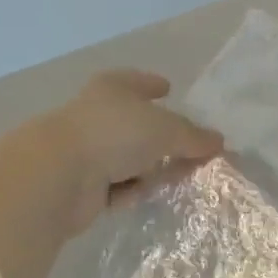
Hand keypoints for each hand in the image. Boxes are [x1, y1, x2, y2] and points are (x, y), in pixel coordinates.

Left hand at [47, 70, 223, 233]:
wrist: (59, 176)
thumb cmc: (116, 134)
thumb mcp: (167, 130)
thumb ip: (194, 137)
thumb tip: (219, 142)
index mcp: (113, 87)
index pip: (138, 81)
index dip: (153, 84)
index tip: (168, 89)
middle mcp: (98, 113)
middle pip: (137, 123)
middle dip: (162, 137)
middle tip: (189, 147)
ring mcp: (86, 149)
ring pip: (128, 156)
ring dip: (147, 167)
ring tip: (175, 177)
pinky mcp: (80, 185)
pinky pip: (115, 185)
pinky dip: (129, 190)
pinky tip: (142, 195)